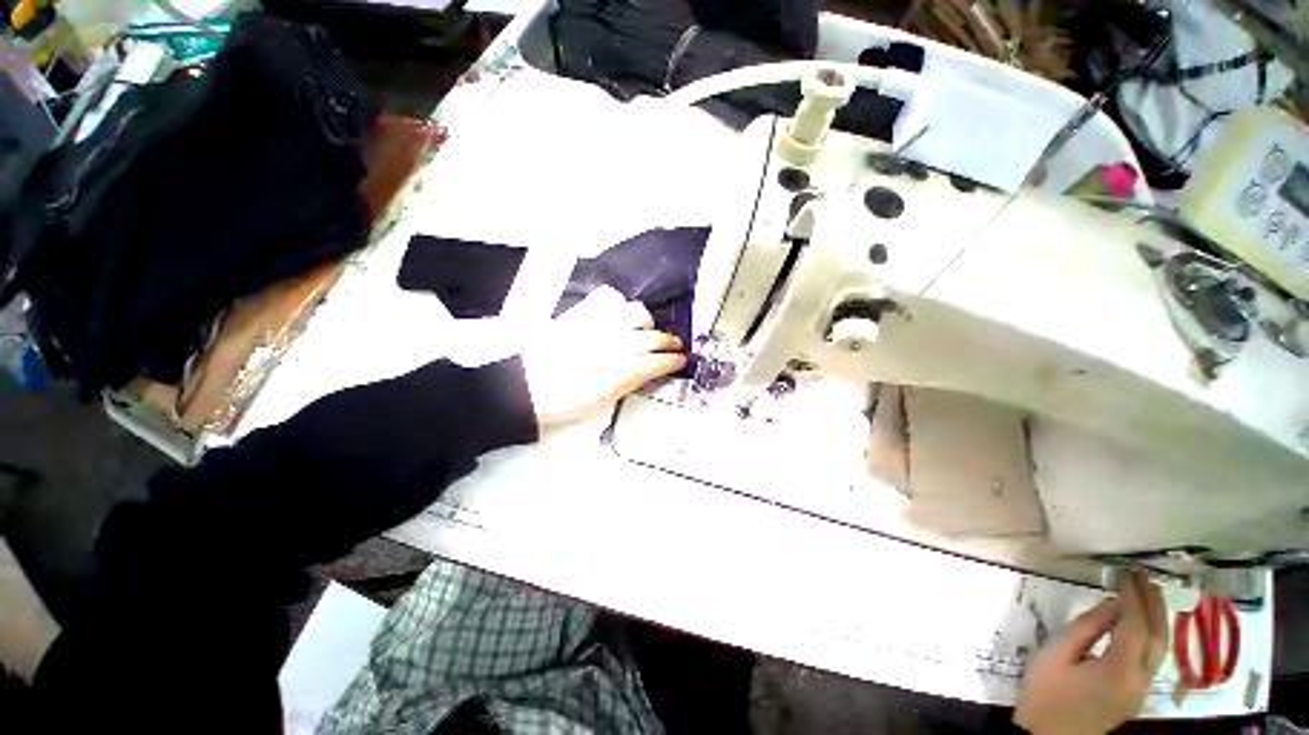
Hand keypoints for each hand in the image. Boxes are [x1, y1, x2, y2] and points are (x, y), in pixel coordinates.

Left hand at [522, 287, 686, 428]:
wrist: (527, 387)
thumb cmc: (563, 400)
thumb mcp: (606, 400)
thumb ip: (631, 382)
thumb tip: (646, 372)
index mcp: (626, 371)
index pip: (661, 361)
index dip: (674, 360)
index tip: (680, 360)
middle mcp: (619, 344)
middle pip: (655, 337)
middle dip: (670, 341)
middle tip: (674, 343)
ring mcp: (602, 324)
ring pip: (638, 312)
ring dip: (648, 321)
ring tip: (648, 326)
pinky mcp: (584, 313)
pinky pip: (610, 297)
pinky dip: (619, 303)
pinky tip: (620, 311)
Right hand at [1014, 570, 1167, 734]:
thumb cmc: (1045, 694)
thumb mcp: (1056, 656)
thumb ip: (1086, 628)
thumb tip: (1111, 603)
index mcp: (1119, 670)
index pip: (1135, 624)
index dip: (1132, 595)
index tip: (1124, 572)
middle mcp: (1140, 680)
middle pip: (1158, 637)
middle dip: (1154, 603)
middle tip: (1143, 575)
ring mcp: (1141, 690)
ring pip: (1161, 649)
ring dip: (1158, 618)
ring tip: (1149, 592)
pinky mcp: (1136, 695)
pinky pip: (1153, 659)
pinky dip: (1152, 634)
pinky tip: (1143, 623)